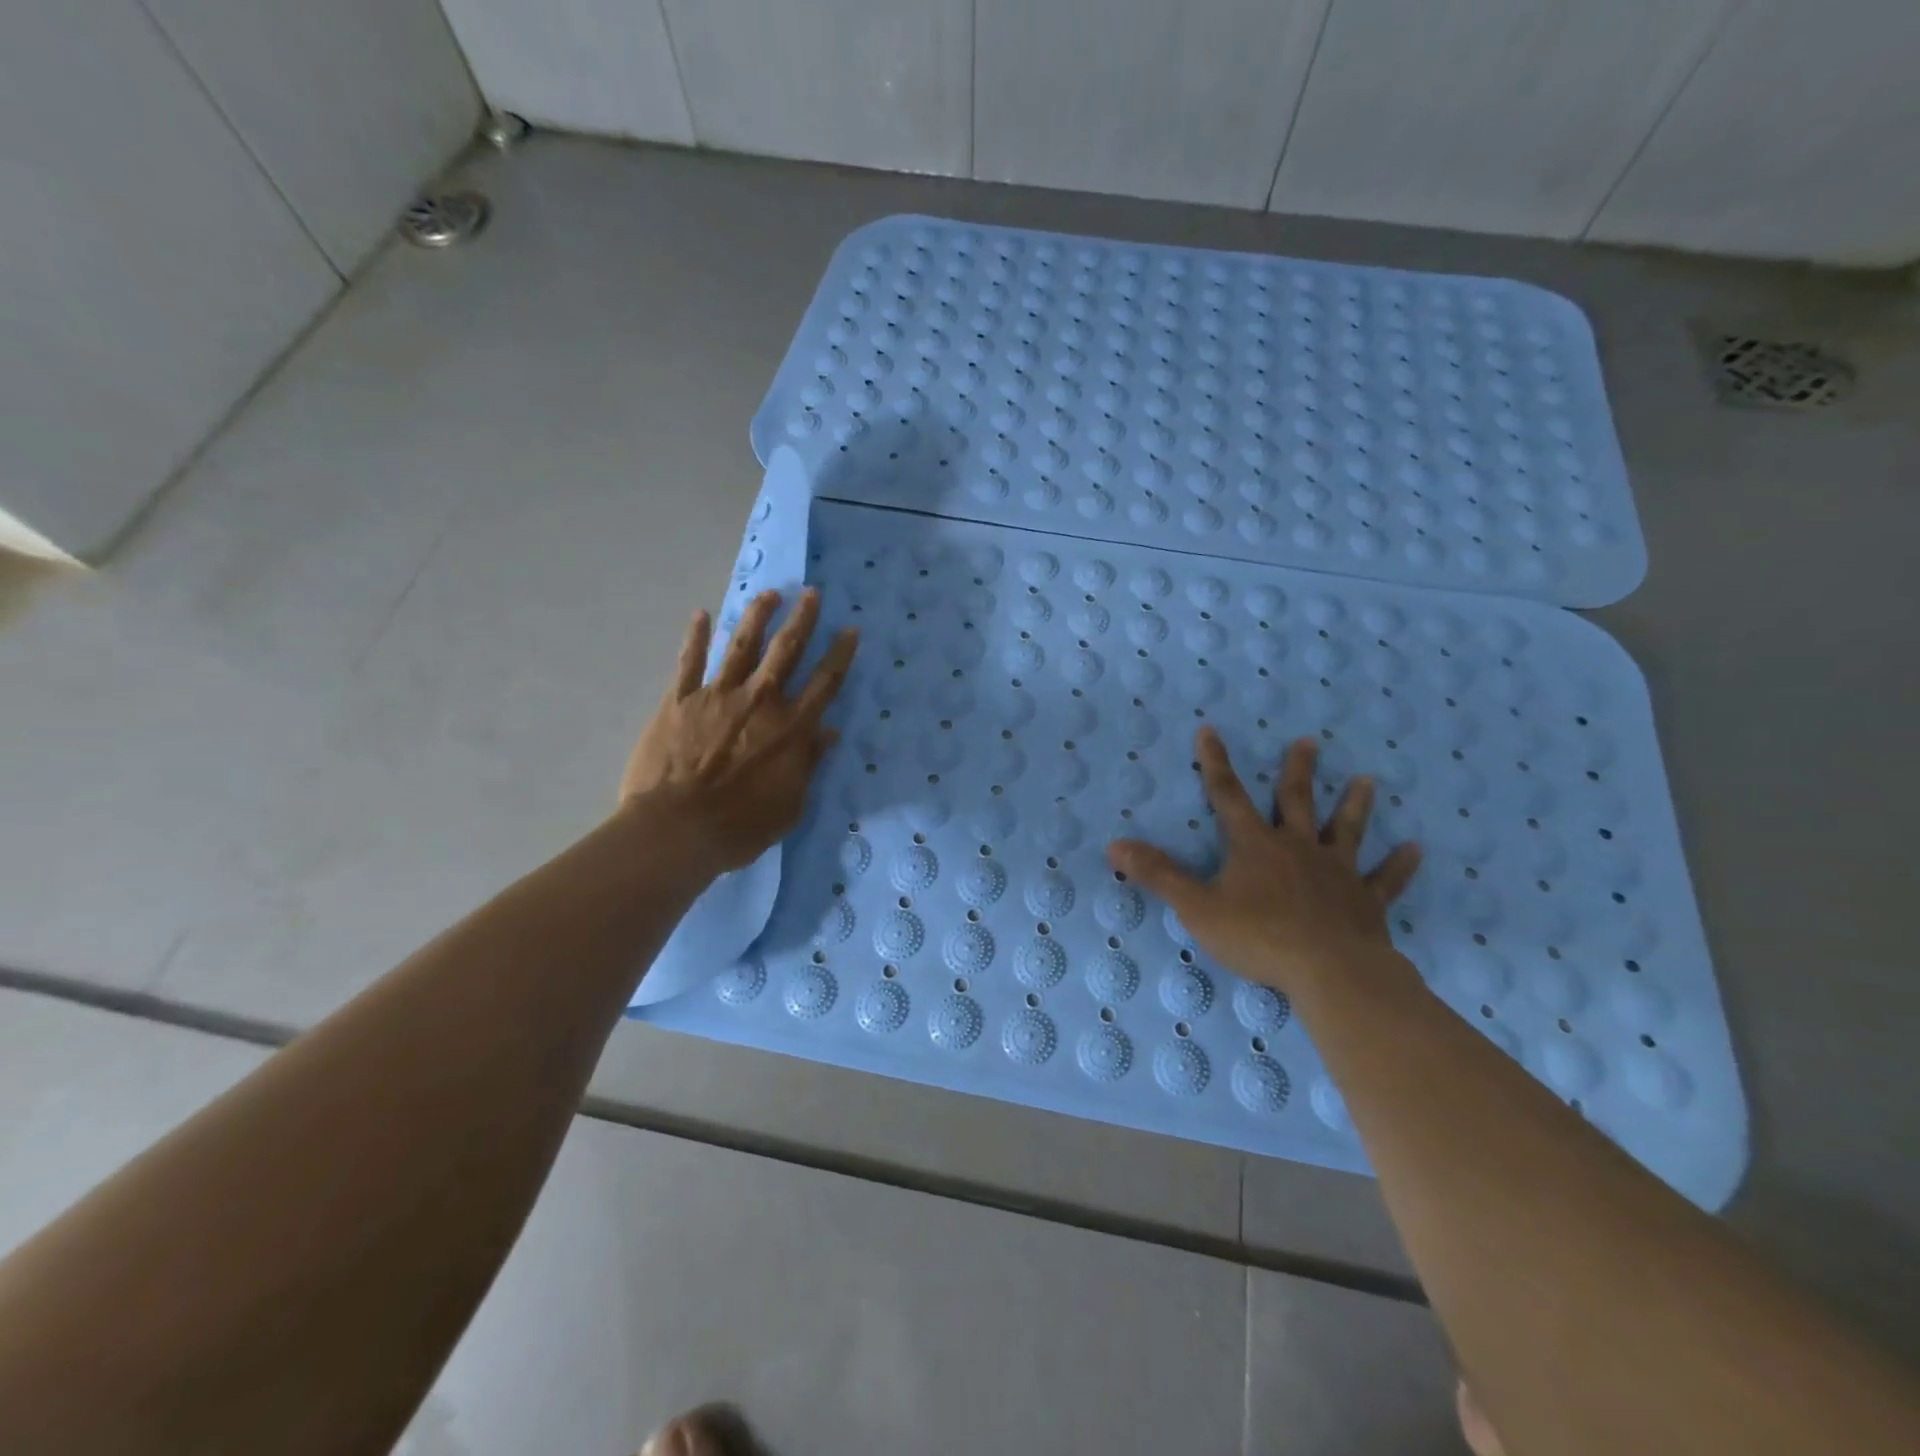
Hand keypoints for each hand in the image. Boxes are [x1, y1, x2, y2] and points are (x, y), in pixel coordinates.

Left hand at [621, 588, 856, 874]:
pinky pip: (689, 662)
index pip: (825, 683)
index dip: (840, 655)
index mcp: (791, 728)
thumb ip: (808, 764)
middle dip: (802, 620)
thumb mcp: (790, 804)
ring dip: (757, 616)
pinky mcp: (680, 701)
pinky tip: (702, 615)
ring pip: (742, 645)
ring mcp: (718, 696)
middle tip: (812, 593)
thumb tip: (829, 733)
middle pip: (786, 651)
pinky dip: (696, 637)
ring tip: (769, 593)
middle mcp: (760, 701)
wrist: (677, 828)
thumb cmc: (740, 826)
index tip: (850, 630)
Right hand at [1107, 728, 1422, 997]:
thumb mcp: (1196, 907)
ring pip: (1346, 830)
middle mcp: (1297, 847)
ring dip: (1356, 805)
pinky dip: (1400, 865)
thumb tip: (1114, 845)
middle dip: (1299, 771)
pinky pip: (1386, 879)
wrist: (1329, 971)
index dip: (1215, 762)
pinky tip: (1418, 849)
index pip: (1227, 794)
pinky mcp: (1366, 901)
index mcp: (1254, 845)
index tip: (1210, 731)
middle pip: (1296, 801)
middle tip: (1310, 741)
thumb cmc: (1258, 936)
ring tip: (1369, 780)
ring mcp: (1336, 872)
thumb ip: (1158, 874)